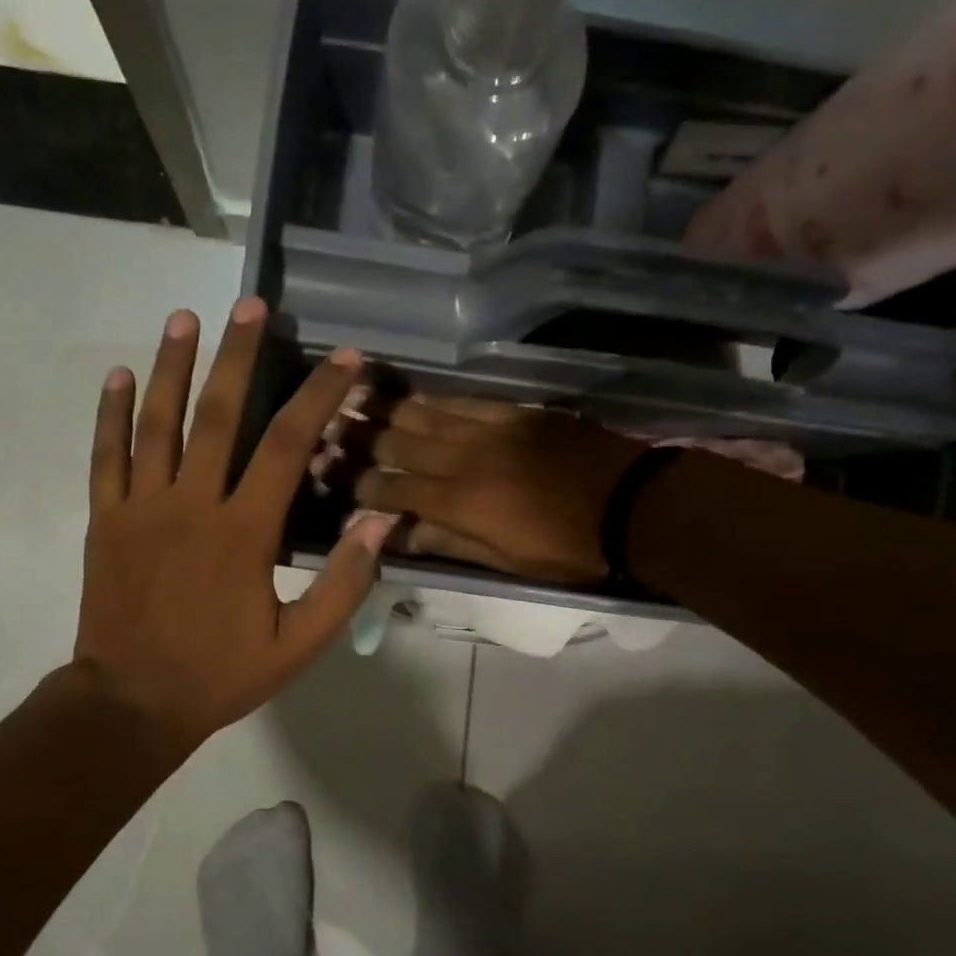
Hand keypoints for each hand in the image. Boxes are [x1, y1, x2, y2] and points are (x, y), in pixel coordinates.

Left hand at [72, 299, 392, 753]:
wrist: (132, 702)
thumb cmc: (221, 673)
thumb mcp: (299, 645)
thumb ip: (343, 583)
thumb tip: (380, 522)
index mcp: (243, 532)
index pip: (286, 446)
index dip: (318, 396)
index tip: (343, 358)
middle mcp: (192, 505)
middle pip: (218, 414)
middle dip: (239, 355)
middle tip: (252, 304)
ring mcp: (140, 508)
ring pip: (157, 422)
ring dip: (171, 365)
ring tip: (186, 317)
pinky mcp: (104, 520)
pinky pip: (105, 456)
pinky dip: (109, 413)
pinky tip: (116, 374)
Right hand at [355, 397, 644, 584]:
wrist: (631, 505)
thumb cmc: (567, 548)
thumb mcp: (505, 561)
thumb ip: (448, 542)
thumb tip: (398, 532)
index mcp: (459, 504)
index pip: (392, 489)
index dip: (356, 481)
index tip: (325, 470)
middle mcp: (465, 460)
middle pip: (399, 444)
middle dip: (359, 437)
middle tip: (326, 424)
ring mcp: (491, 430)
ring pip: (426, 415)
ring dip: (386, 408)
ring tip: (352, 397)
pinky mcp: (516, 412)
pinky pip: (464, 401)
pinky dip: (433, 399)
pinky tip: (411, 394)